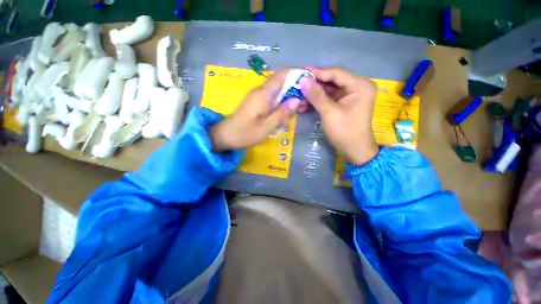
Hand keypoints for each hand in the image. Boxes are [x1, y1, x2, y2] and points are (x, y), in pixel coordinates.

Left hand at [210, 69, 299, 150]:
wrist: (225, 136)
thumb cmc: (245, 133)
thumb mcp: (266, 127)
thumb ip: (281, 113)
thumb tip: (296, 99)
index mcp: (263, 94)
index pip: (282, 74)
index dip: (296, 73)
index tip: (309, 80)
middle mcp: (260, 91)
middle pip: (281, 81)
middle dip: (295, 87)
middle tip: (306, 100)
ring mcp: (257, 96)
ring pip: (277, 89)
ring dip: (289, 95)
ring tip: (300, 107)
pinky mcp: (256, 102)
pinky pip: (272, 97)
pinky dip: (281, 101)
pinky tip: (287, 111)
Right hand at [300, 67, 378, 164]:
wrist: (354, 151)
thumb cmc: (345, 132)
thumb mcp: (330, 113)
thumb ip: (317, 96)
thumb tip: (302, 80)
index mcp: (360, 85)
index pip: (336, 73)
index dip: (317, 72)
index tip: (301, 72)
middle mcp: (357, 87)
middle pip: (332, 80)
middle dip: (314, 84)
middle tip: (297, 84)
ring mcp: (350, 95)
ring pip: (328, 90)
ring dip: (313, 94)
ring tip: (298, 95)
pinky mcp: (343, 103)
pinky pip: (328, 98)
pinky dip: (317, 101)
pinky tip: (305, 104)